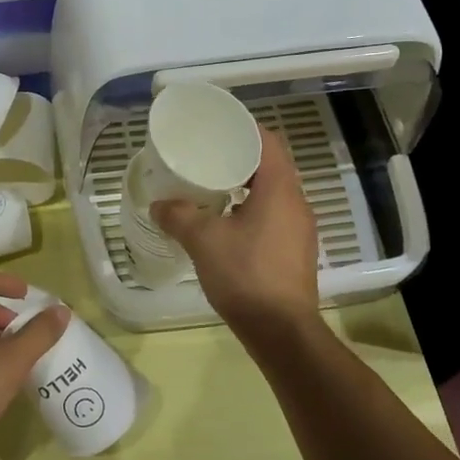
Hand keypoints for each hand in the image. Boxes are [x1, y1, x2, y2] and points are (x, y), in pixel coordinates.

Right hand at [152, 126, 318, 335]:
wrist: (281, 331)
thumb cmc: (245, 275)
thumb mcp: (203, 240)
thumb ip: (178, 216)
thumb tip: (159, 205)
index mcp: (280, 189)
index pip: (268, 142)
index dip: (244, 129)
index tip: (218, 128)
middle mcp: (297, 203)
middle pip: (271, 166)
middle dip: (240, 157)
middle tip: (208, 156)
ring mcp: (300, 229)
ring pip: (273, 193)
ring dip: (246, 186)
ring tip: (213, 187)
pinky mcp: (296, 251)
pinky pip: (274, 216)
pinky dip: (252, 210)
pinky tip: (226, 224)